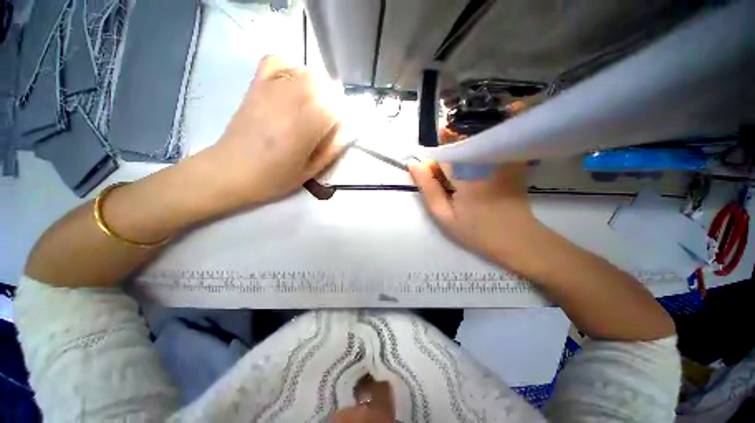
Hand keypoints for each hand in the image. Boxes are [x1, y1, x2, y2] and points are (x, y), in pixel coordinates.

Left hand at [207, 55, 343, 204]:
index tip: (337, 129)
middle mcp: (290, 102)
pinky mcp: (256, 86)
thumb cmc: (274, 177)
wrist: (231, 171)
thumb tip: (346, 131)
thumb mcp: (310, 172)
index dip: (341, 117)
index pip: (336, 107)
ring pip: (305, 73)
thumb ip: (332, 150)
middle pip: (323, 85)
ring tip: (311, 106)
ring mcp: (271, 90)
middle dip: (332, 101)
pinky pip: (276, 61)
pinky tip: (292, 84)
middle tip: (326, 119)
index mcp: (305, 127)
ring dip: (316, 87)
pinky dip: (290, 68)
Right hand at [408, 161, 540, 264]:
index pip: (439, 156)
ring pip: (467, 154)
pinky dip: (474, 167)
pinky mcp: (508, 164)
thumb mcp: (444, 215)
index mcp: (464, 174)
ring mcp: (498, 161)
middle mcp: (482, 161)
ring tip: (464, 191)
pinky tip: (479, 186)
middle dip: (446, 169)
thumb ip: (428, 189)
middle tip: (450, 192)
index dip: (432, 169)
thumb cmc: (476, 232)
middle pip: (454, 152)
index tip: (435, 186)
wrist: (517, 240)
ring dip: (459, 168)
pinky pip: (483, 157)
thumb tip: (414, 165)